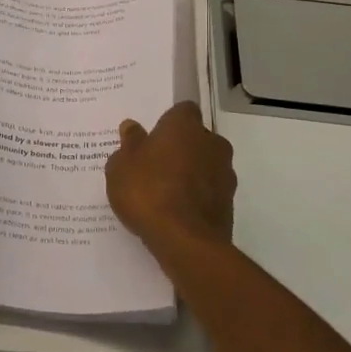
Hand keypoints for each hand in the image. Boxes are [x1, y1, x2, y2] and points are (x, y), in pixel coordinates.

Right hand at [106, 102, 235, 253]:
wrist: (185, 241)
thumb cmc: (147, 191)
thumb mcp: (121, 166)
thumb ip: (129, 144)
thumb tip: (132, 127)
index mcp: (185, 126)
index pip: (182, 110)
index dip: (168, 121)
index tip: (153, 135)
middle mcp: (212, 143)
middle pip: (196, 138)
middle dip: (180, 147)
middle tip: (154, 164)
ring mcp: (225, 174)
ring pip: (205, 165)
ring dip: (190, 173)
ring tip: (163, 191)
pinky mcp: (229, 203)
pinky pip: (208, 191)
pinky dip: (195, 196)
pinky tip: (175, 211)